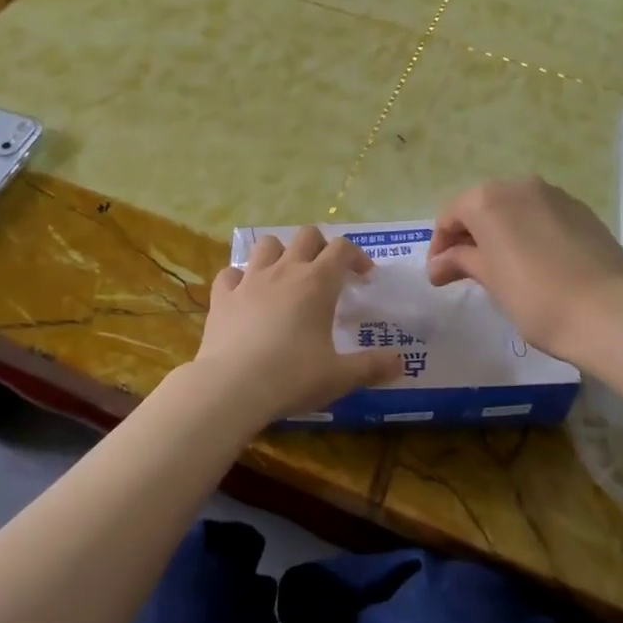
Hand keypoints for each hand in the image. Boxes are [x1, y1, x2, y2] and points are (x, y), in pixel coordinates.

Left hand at [189, 227, 403, 425]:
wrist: (232, 387)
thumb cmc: (292, 376)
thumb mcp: (340, 377)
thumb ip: (372, 367)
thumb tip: (400, 364)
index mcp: (318, 282)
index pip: (342, 248)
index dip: (357, 257)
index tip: (363, 277)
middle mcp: (285, 270)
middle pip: (306, 235)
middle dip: (321, 246)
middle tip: (327, 272)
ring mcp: (250, 280)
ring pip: (266, 244)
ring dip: (280, 253)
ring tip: (286, 275)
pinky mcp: (222, 296)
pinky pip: (230, 273)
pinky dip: (240, 278)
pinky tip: (245, 295)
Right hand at [428, 177, 622, 363]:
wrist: (609, 311)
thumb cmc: (536, 298)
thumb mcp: (491, 280)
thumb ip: (461, 261)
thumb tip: (439, 263)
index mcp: (487, 200)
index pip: (450, 217)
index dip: (440, 246)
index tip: (439, 275)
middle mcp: (518, 186)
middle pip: (482, 206)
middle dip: (470, 236)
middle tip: (465, 270)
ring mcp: (554, 195)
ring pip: (514, 208)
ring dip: (501, 232)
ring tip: (501, 266)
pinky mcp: (581, 210)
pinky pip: (542, 215)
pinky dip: (529, 232)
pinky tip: (535, 261)